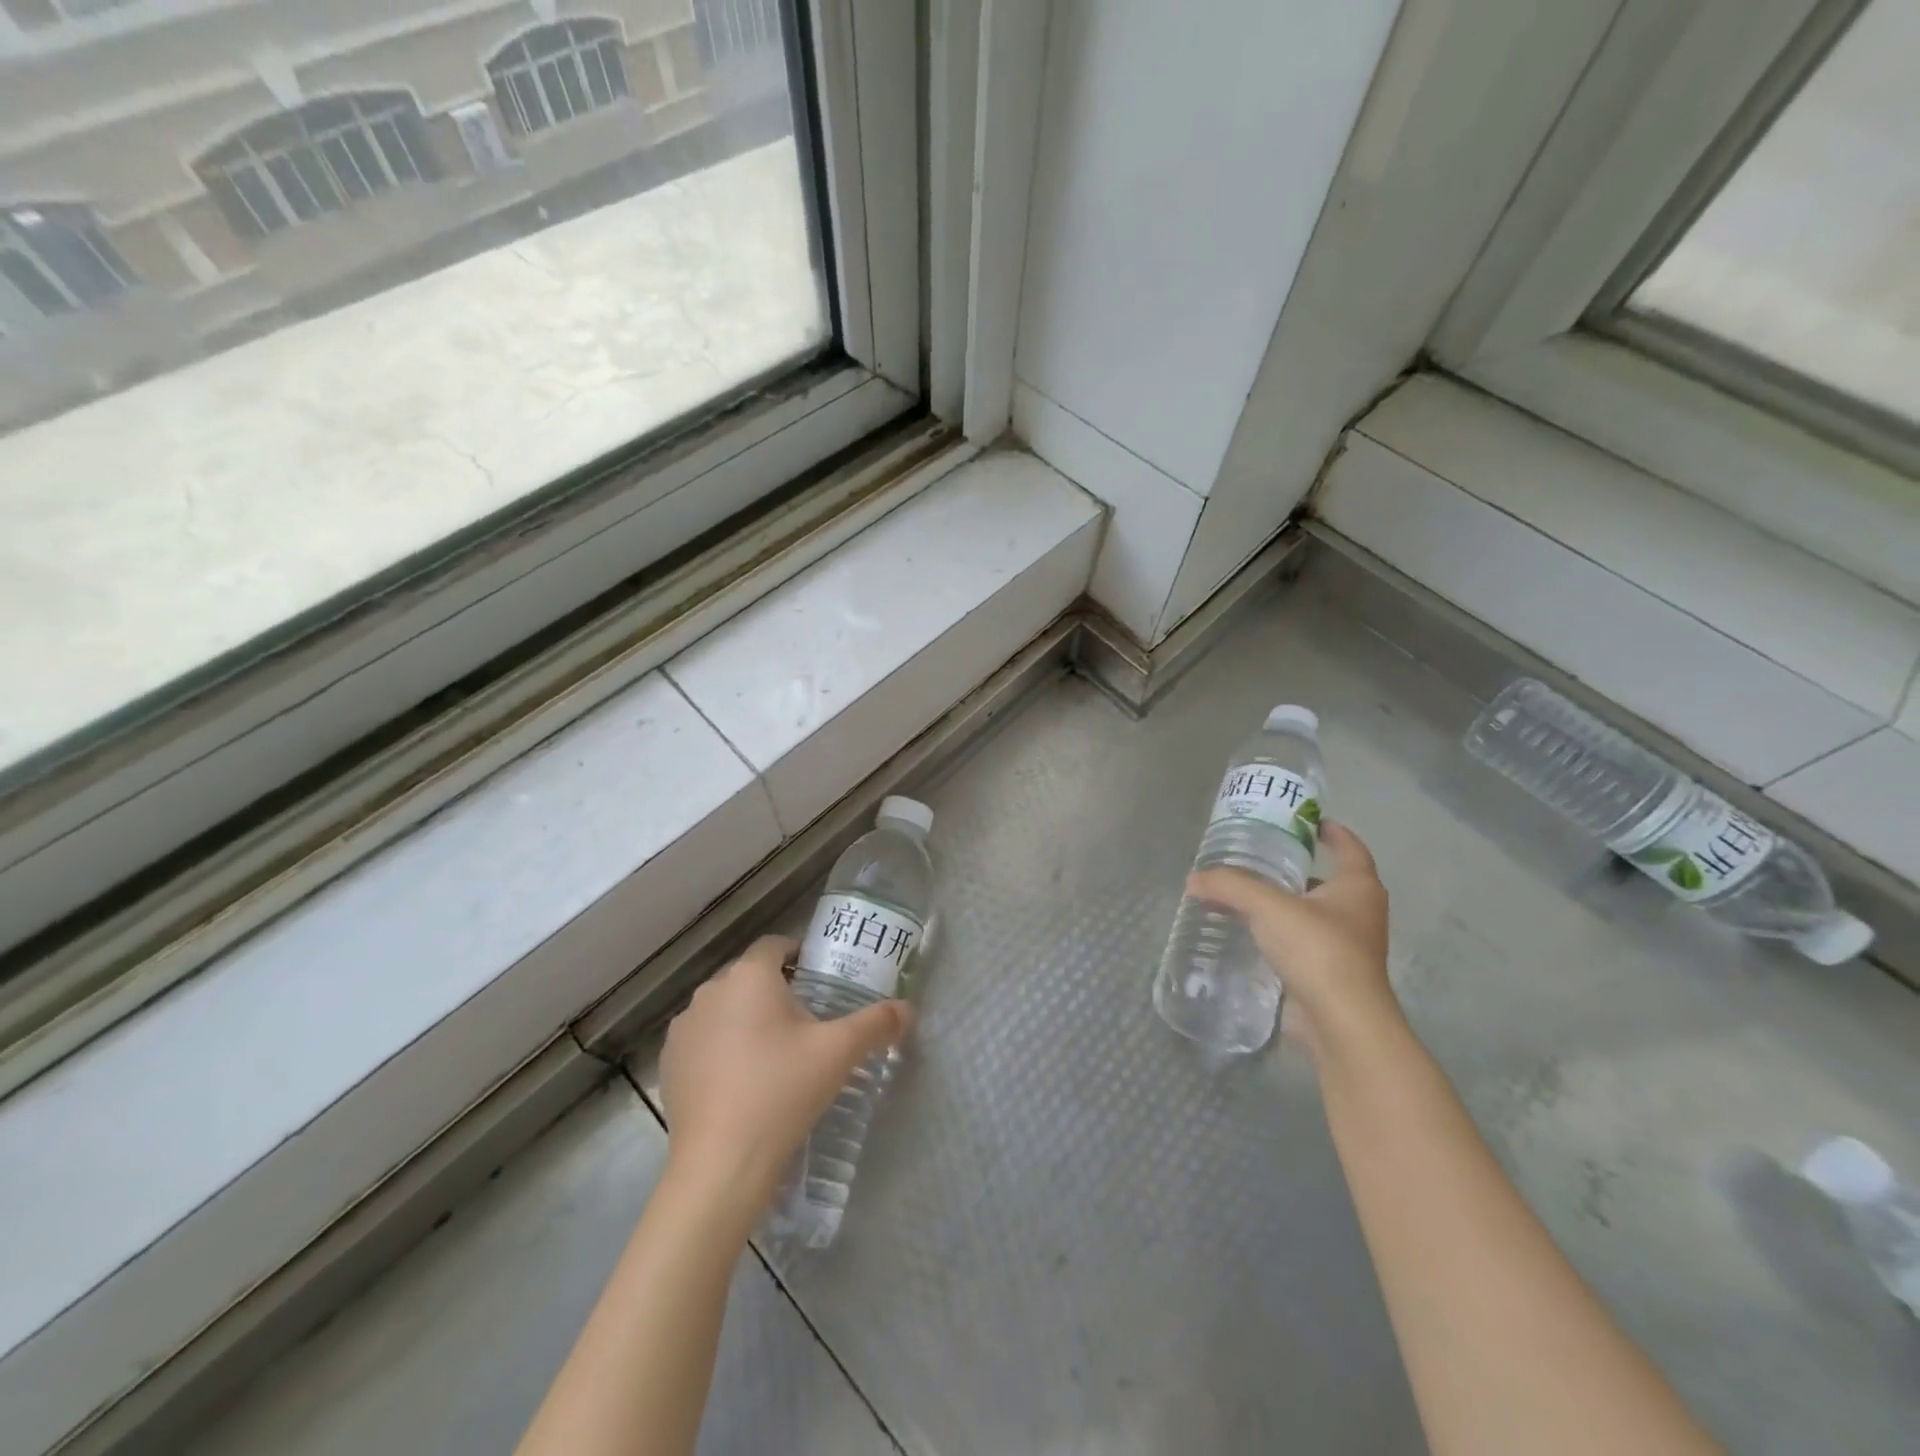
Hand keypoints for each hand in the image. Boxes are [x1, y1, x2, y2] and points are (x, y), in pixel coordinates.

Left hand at [659, 936, 910, 1204]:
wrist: (721, 1165)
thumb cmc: (782, 1091)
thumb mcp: (840, 1053)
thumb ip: (877, 1023)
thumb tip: (908, 1010)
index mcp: (749, 976)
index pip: (775, 945)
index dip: (799, 955)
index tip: (820, 979)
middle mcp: (711, 991)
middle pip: (749, 977)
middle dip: (776, 990)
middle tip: (807, 1022)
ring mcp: (684, 1028)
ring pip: (725, 1008)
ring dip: (746, 1018)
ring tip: (774, 1054)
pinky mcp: (669, 1063)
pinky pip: (703, 1040)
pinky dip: (722, 1048)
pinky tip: (742, 1081)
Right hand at [1186, 821, 1396, 1053]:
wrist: (1341, 1023)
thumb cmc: (1318, 950)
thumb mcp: (1268, 906)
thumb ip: (1230, 886)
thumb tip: (1194, 879)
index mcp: (1358, 888)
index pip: (1349, 848)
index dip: (1331, 831)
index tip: (1306, 820)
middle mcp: (1358, 914)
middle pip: (1328, 881)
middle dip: (1297, 869)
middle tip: (1259, 856)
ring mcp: (1346, 947)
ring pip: (1312, 914)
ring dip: (1284, 904)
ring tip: (1245, 893)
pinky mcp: (1328, 974)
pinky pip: (1300, 943)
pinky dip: (1278, 934)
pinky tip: (1248, 933)